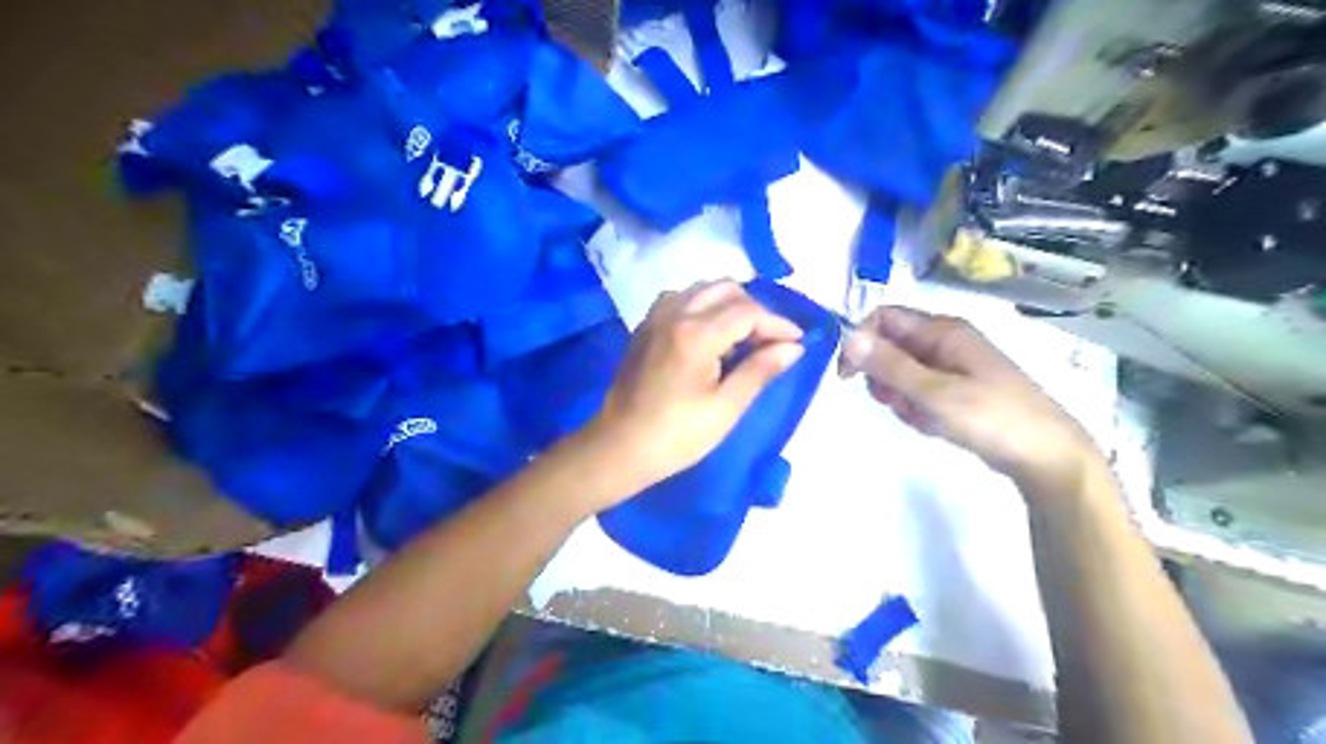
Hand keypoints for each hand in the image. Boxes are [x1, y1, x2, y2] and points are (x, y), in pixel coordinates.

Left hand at [590, 283, 807, 491]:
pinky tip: (710, 335)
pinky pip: (680, 300)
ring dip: (729, 305)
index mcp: (696, 334)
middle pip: (726, 290)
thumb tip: (793, 347)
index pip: (747, 312)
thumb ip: (760, 370)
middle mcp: (674, 313)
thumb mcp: (725, 408)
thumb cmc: (677, 436)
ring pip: (702, 290)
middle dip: (754, 310)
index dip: (777, 324)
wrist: (619, 447)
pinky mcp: (644, 327)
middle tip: (770, 341)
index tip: (796, 342)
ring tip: (743, 338)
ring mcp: (655, 317)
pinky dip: (704, 307)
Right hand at [837, 305, 1109, 495]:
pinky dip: (917, 409)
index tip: (847, 375)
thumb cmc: (991, 417)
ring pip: (901, 374)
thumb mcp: (934, 392)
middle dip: (884, 378)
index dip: (860, 341)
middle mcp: (945, 342)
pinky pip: (919, 393)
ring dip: (901, 398)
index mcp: (942, 331)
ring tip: (925, 418)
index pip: (884, 318)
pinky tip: (935, 425)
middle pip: (890, 348)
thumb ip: (889, 365)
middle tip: (899, 402)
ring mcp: (951, 367)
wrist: (1045, 456)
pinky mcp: (956, 391)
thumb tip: (848, 337)